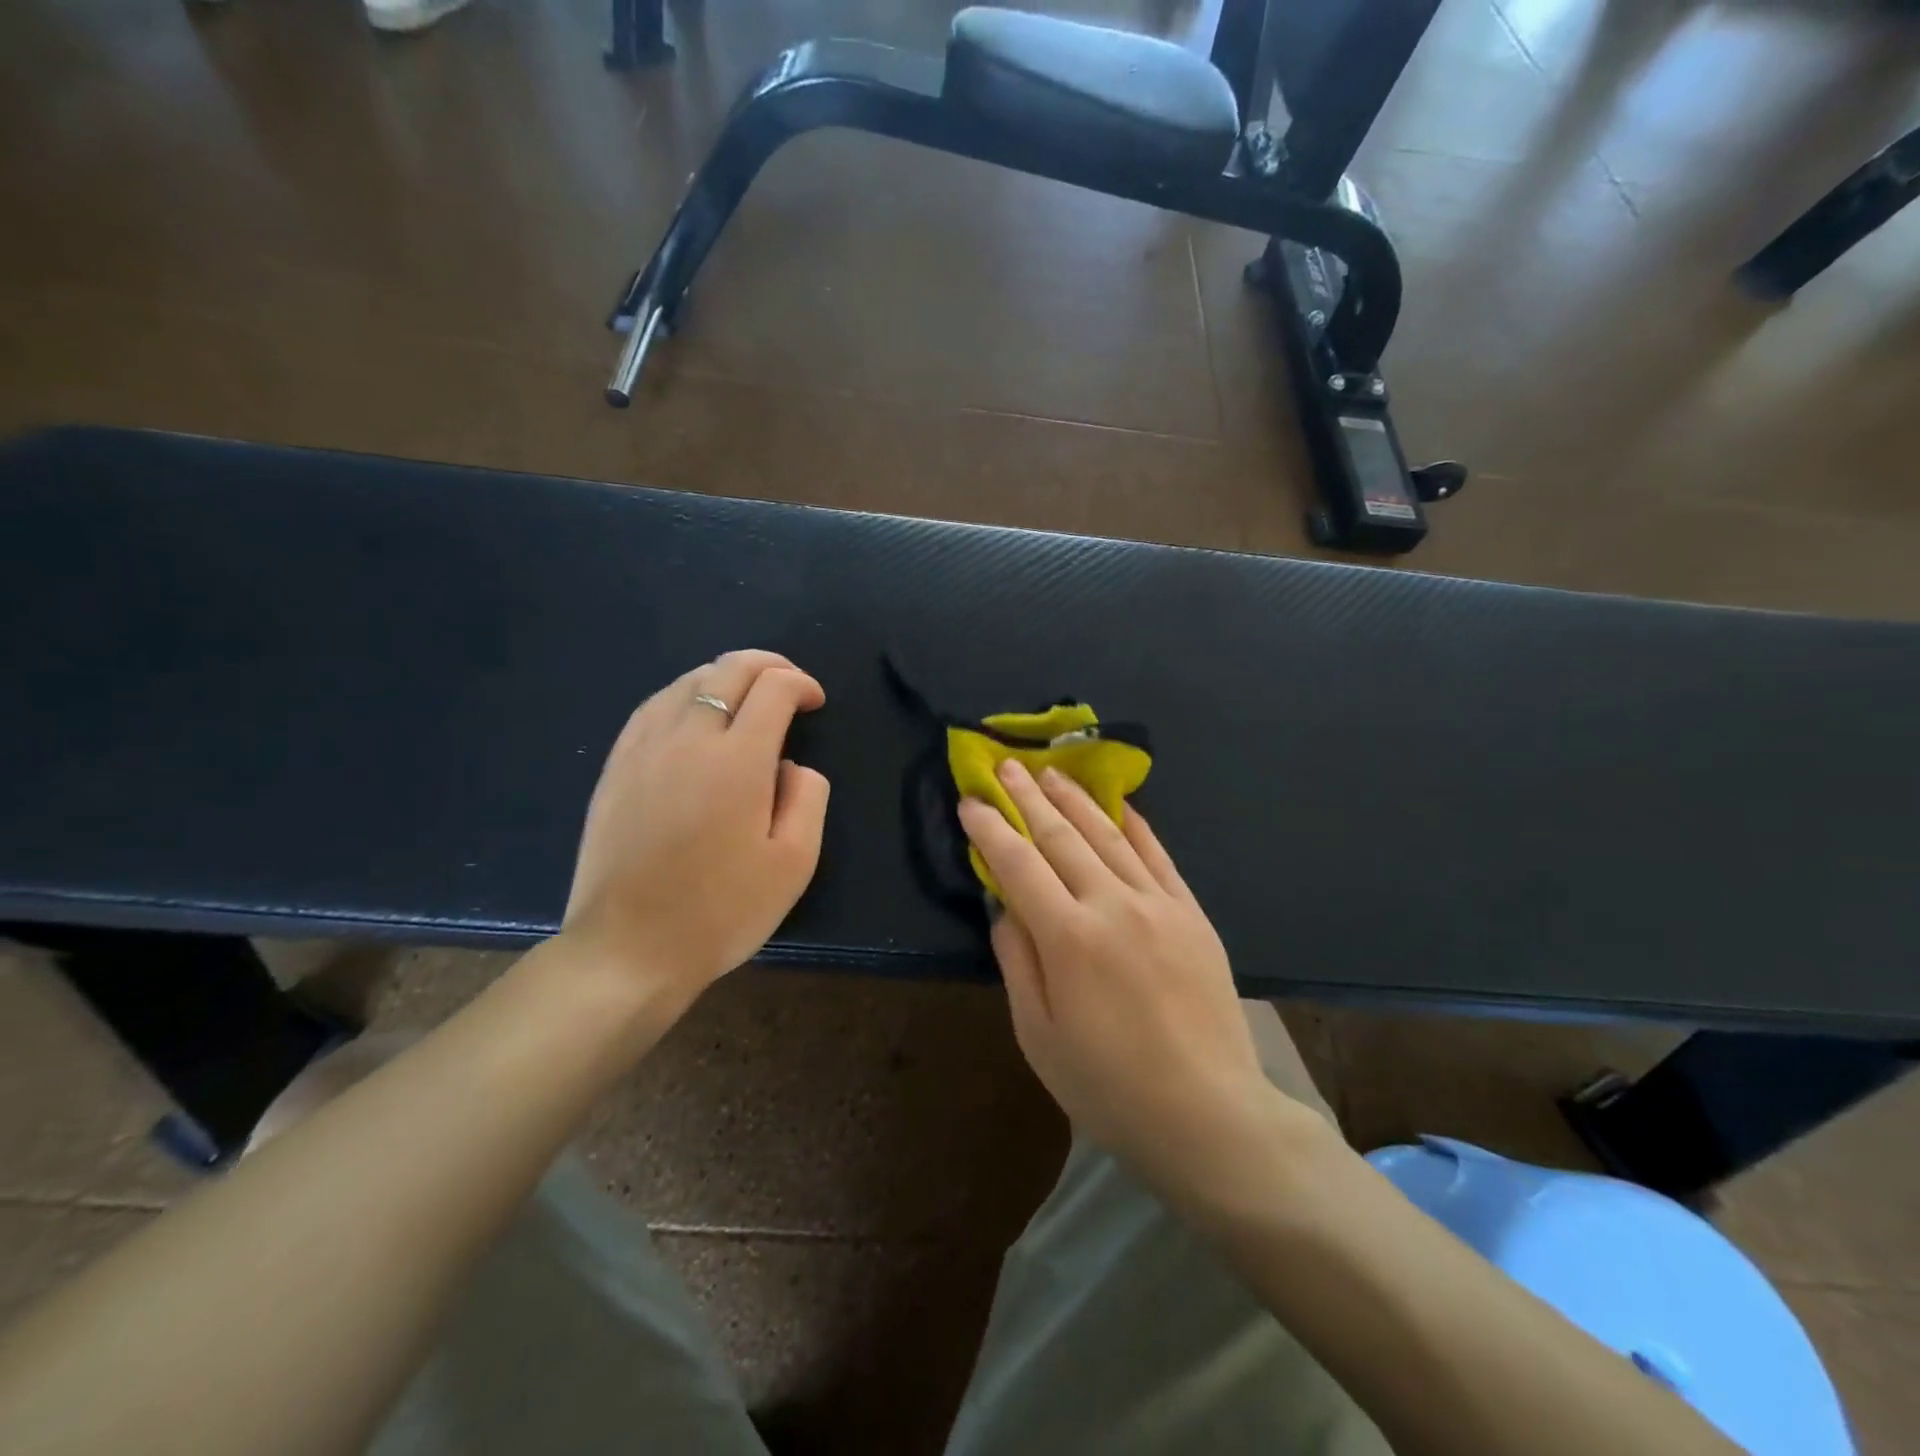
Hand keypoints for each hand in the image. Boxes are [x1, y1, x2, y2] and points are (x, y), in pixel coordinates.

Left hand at [561, 650, 828, 1009]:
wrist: (629, 950)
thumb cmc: (721, 910)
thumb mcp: (794, 863)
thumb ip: (807, 798)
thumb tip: (792, 766)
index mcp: (738, 760)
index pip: (774, 689)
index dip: (801, 684)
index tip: (815, 702)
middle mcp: (688, 738)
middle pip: (729, 670)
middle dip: (768, 665)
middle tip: (790, 684)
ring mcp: (644, 748)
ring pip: (688, 681)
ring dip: (726, 676)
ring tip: (747, 695)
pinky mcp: (616, 766)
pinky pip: (653, 706)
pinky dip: (685, 694)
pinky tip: (694, 712)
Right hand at [959, 760, 1304, 1196]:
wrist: (1209, 1114)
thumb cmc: (1109, 1086)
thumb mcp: (1038, 1036)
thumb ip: (1018, 961)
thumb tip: (1004, 906)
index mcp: (1068, 938)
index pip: (1018, 864)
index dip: (990, 828)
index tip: (970, 801)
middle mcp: (1112, 905)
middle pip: (1061, 837)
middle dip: (1028, 797)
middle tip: (1007, 766)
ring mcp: (1158, 904)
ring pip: (1108, 836)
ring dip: (1075, 800)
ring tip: (1051, 772)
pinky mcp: (1192, 913)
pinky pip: (1159, 855)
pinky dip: (1135, 825)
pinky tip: (1118, 805)